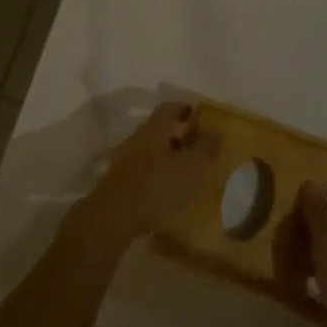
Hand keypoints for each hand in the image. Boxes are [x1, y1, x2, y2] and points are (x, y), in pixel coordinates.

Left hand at [66, 102, 222, 258]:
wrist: (112, 218)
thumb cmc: (155, 187)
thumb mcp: (190, 168)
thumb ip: (204, 149)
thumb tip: (215, 131)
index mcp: (154, 129)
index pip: (169, 108)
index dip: (184, 108)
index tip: (197, 116)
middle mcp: (137, 138)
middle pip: (158, 128)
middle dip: (177, 134)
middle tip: (195, 145)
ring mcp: (124, 160)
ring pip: (149, 149)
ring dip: (166, 154)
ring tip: (183, 170)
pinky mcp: (118, 181)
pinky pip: (141, 168)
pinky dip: (155, 172)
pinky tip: (165, 189)